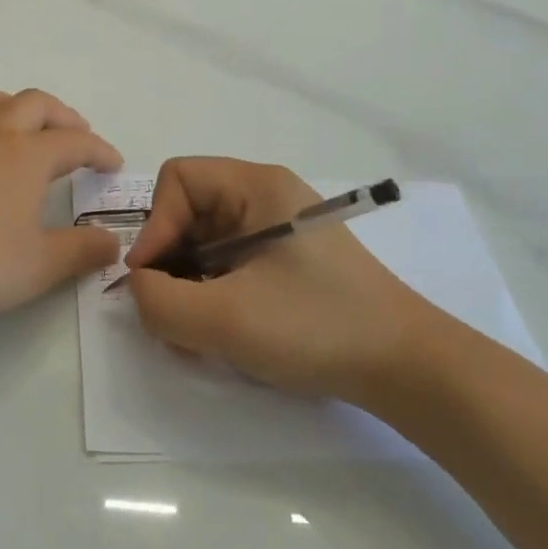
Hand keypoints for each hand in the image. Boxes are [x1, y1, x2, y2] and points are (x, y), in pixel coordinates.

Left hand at [0, 88, 122, 331]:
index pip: (76, 142)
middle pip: (36, 103)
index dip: (100, 150)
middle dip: (63, 116)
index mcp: (27, 156)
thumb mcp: (38, 267)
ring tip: (26, 129)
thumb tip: (113, 243)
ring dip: (19, 106)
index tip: (114, 163)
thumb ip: (81, 252)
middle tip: (75, 136)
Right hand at [124, 158, 447, 404]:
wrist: (408, 369)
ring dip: (187, 287)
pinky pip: (227, 267)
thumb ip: (159, 301)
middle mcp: (266, 199)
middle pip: (188, 213)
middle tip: (170, 315)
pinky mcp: (286, 265)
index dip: (156, 225)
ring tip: (196, 335)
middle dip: (169, 263)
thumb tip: (139, 287)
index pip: (178, 179)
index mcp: (258, 187)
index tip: (154, 278)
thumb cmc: (316, 327)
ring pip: (204, 245)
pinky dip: (212, 297)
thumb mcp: (225, 318)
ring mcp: (278, 233)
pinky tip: (221, 336)